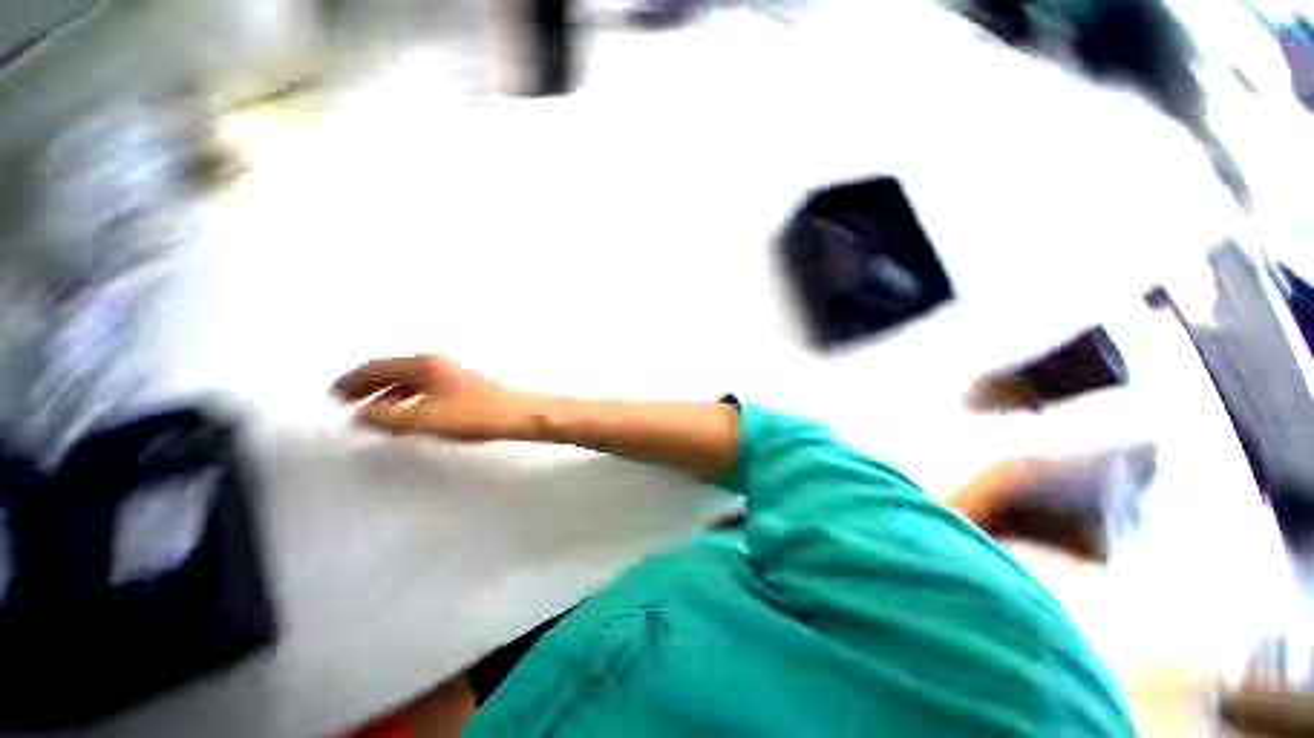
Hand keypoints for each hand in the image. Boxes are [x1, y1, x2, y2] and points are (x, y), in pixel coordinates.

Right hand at [332, 355, 523, 440]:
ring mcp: (450, 375)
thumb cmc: (473, 414)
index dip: (352, 381)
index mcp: (424, 365)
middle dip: (366, 387)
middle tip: (344, 402)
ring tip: (369, 414)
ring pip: (408, 382)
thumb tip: (359, 414)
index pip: (377, 367)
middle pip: (392, 372)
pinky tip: (404, 418)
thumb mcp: (424, 418)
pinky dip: (405, 402)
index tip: (332, 394)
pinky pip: (423, 391)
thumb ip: (388, 417)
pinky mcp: (461, 387)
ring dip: (385, 396)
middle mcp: (436, 365)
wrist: (517, 414)